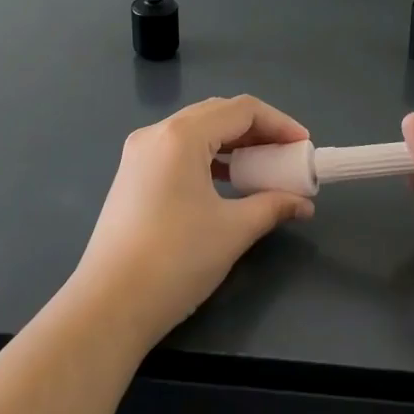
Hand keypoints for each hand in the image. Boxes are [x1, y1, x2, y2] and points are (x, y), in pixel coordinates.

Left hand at [72, 96, 314, 349]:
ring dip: (232, 144)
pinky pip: (178, 150)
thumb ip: (273, 206)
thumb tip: (303, 203)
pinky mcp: (132, 175)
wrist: (109, 304)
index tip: (304, 147)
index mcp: (181, 135)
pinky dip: (208, 158)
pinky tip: (225, 182)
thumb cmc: (176, 260)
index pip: (241, 109)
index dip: (279, 124)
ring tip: (260, 170)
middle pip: (217, 114)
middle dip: (257, 131)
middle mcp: (156, 133)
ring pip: (196, 131)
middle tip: (285, 157)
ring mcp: (139, 153)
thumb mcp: (233, 230)